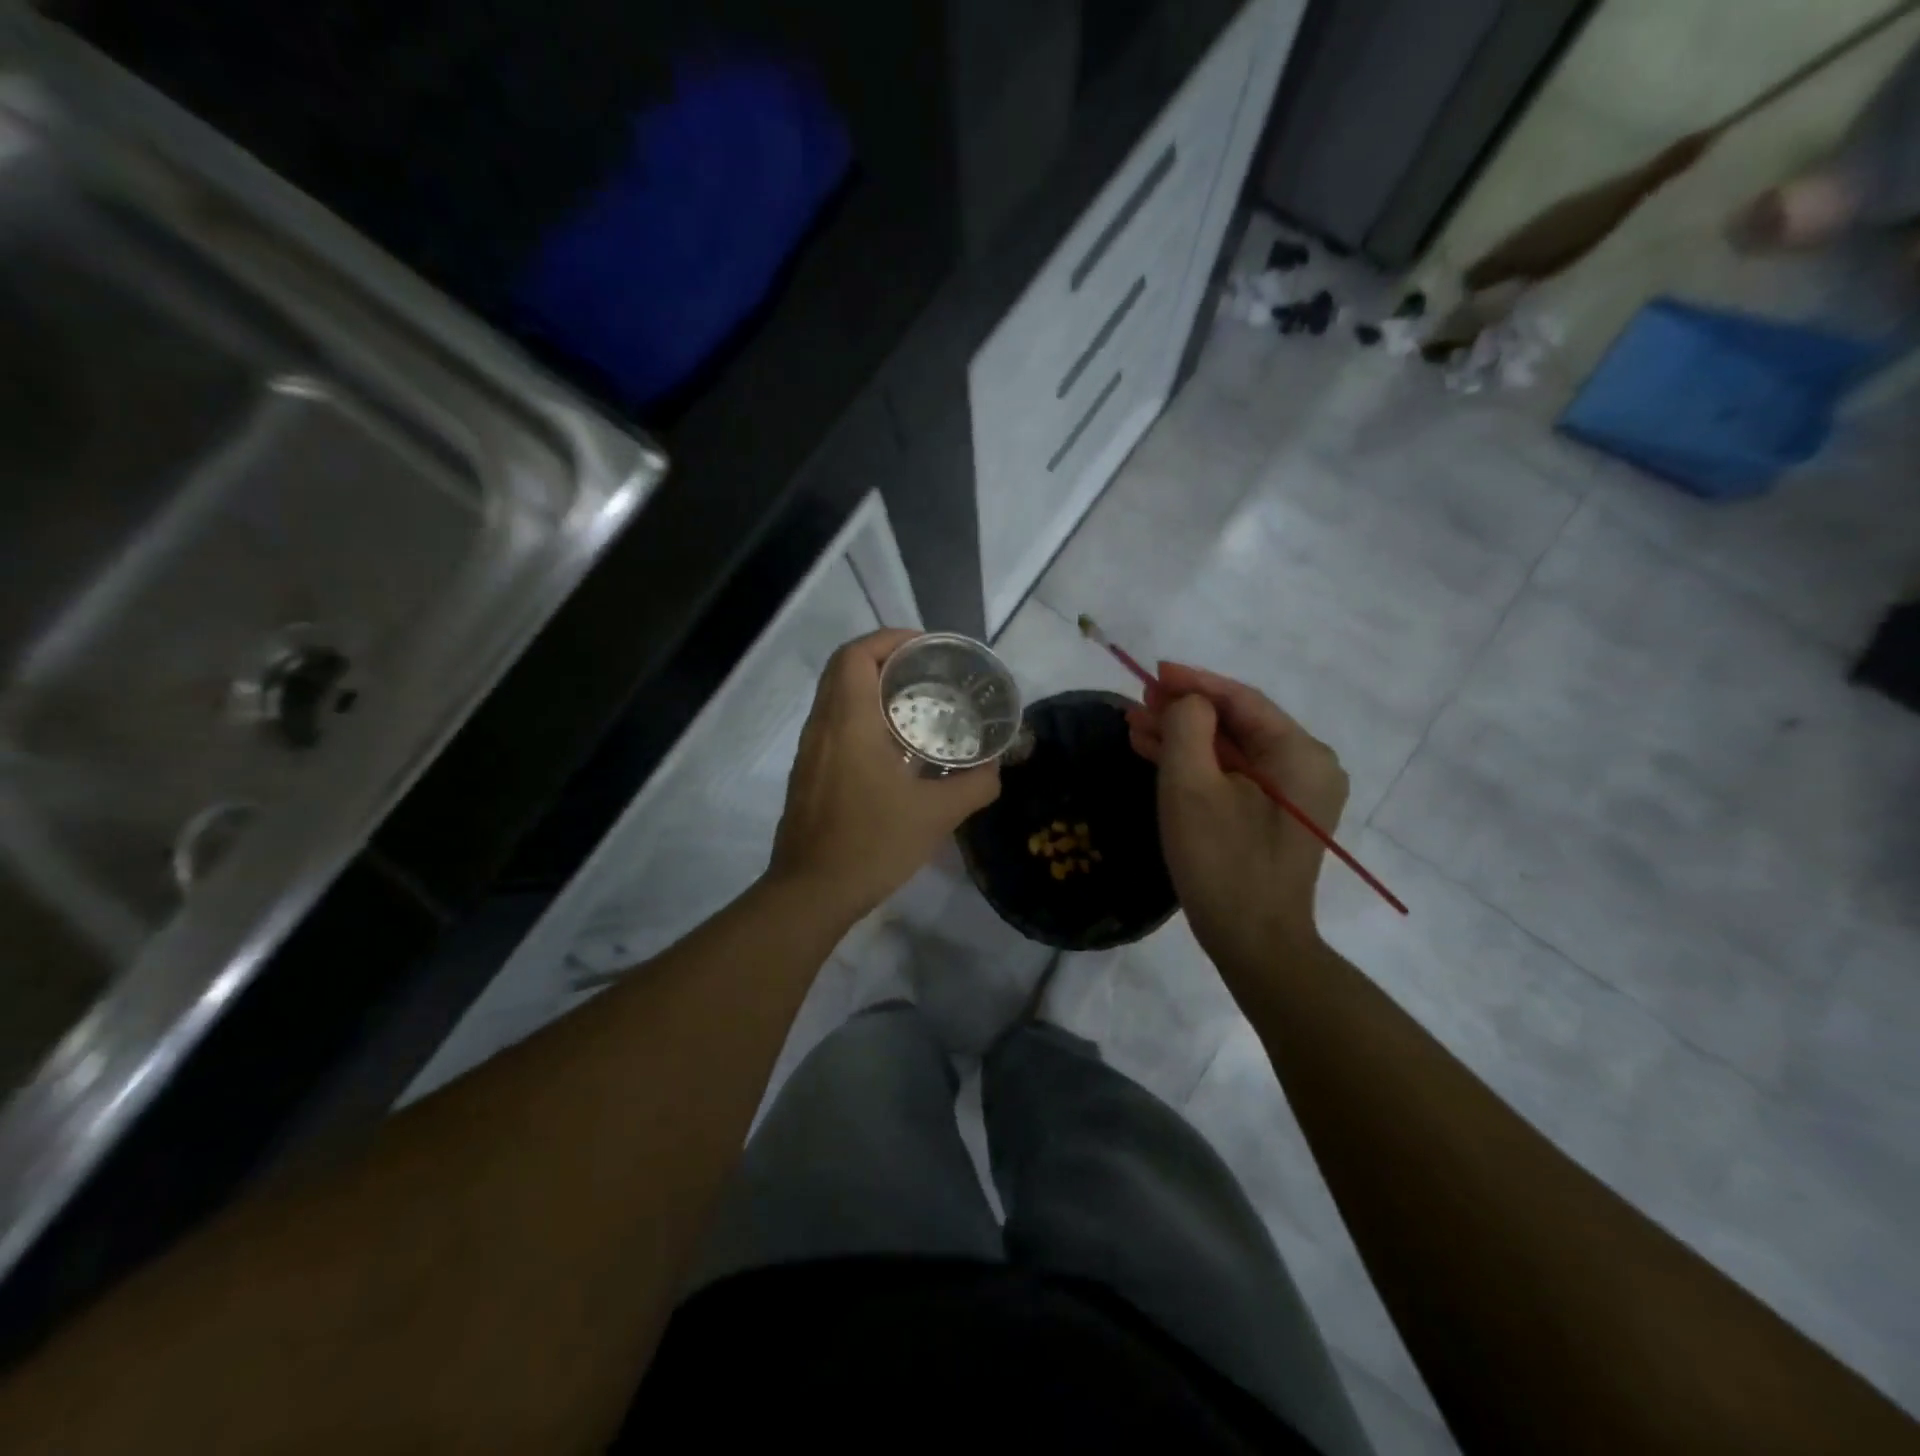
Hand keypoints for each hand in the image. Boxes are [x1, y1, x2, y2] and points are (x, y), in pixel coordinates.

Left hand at [768, 629, 1000, 920]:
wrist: (811, 892)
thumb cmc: (872, 843)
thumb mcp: (936, 815)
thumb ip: (974, 786)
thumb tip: (996, 769)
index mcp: (848, 722)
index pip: (857, 655)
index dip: (890, 639)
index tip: (926, 648)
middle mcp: (822, 727)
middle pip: (845, 670)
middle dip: (886, 661)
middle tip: (928, 674)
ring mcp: (809, 752)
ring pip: (836, 698)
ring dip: (872, 691)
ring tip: (917, 707)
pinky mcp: (808, 775)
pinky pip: (833, 727)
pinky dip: (862, 720)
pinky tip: (894, 750)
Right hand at [1125, 663, 1347, 973]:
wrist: (1253, 942)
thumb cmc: (1222, 862)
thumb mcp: (1191, 787)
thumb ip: (1187, 727)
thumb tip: (1189, 704)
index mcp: (1300, 753)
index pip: (1241, 700)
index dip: (1193, 682)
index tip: (1152, 672)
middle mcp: (1307, 765)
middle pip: (1237, 723)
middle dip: (1183, 712)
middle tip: (1137, 703)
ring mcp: (1295, 793)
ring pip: (1232, 750)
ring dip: (1184, 738)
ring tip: (1135, 726)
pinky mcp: (1277, 815)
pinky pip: (1235, 775)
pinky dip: (1197, 765)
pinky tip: (1157, 754)